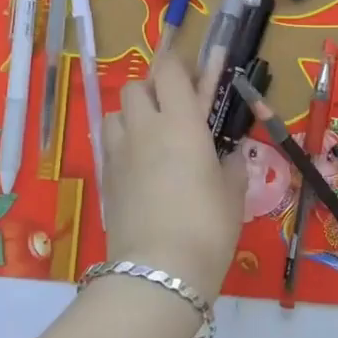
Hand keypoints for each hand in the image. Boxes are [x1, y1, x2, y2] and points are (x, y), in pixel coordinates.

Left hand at [101, 51, 245, 299]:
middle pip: (136, 86)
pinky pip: (109, 144)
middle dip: (153, 89)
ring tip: (151, 136)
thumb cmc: (207, 226)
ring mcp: (119, 152)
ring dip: (132, 115)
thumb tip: (232, 154)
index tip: (195, 76)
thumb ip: (232, 165)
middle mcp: (145, 127)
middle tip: (175, 109)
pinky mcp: (105, 178)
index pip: (170, 71)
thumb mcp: (232, 193)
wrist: (158, 271)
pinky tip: (139, 166)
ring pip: (116, 113)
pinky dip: (122, 143)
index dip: (180, 66)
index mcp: (181, 122)